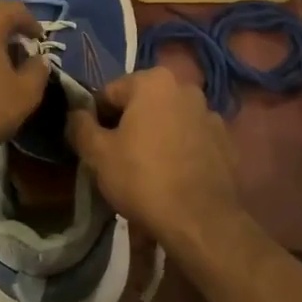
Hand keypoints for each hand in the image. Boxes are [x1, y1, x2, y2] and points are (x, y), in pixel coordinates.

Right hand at [66, 67, 243, 247]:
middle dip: (128, 126)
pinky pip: (191, 141)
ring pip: (168, 122)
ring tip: (146, 173)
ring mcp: (211, 114)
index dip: (96, 119)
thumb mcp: (98, 154)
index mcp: (154, 81)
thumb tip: (75, 113)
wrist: (201, 221)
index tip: (93, 146)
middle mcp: (186, 88)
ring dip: (155, 137)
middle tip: (117, 160)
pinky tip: (173, 178)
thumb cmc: (143, 179)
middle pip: (142, 105)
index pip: (109, 93)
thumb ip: (80, 126)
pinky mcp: (226, 142)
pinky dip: (179, 152)